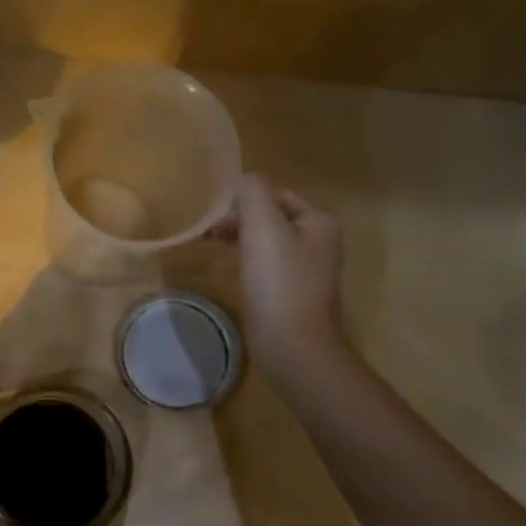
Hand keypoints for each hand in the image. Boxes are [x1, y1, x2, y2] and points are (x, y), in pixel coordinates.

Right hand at [216, 175, 350, 382]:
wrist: (293, 346)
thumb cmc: (279, 283)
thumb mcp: (264, 226)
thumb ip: (253, 193)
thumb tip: (243, 179)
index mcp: (318, 221)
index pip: (275, 193)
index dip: (243, 198)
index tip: (212, 212)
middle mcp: (318, 241)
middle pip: (271, 216)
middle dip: (239, 219)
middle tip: (207, 230)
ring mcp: (306, 270)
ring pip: (266, 241)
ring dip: (239, 239)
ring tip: (211, 245)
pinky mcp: (290, 293)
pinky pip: (265, 265)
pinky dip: (245, 261)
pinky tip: (228, 269)